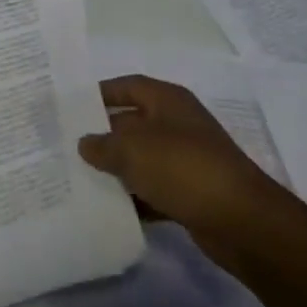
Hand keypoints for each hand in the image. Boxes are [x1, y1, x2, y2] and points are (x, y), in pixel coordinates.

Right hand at [78, 75, 276, 251]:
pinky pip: (153, 190)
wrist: (240, 219)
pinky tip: (108, 210)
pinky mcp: (190, 193)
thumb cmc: (183, 168)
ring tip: (78, 180)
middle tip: (66, 148)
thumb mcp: (134, 150)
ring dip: (116, 170)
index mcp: (168, 100)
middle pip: (133, 123)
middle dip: (103, 135)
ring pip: (142, 159)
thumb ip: (103, 145)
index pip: (129, 86)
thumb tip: (85, 142)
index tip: (71, 107)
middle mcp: (178, 124)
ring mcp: (186, 159)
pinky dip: (134, 198)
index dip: (101, 93)